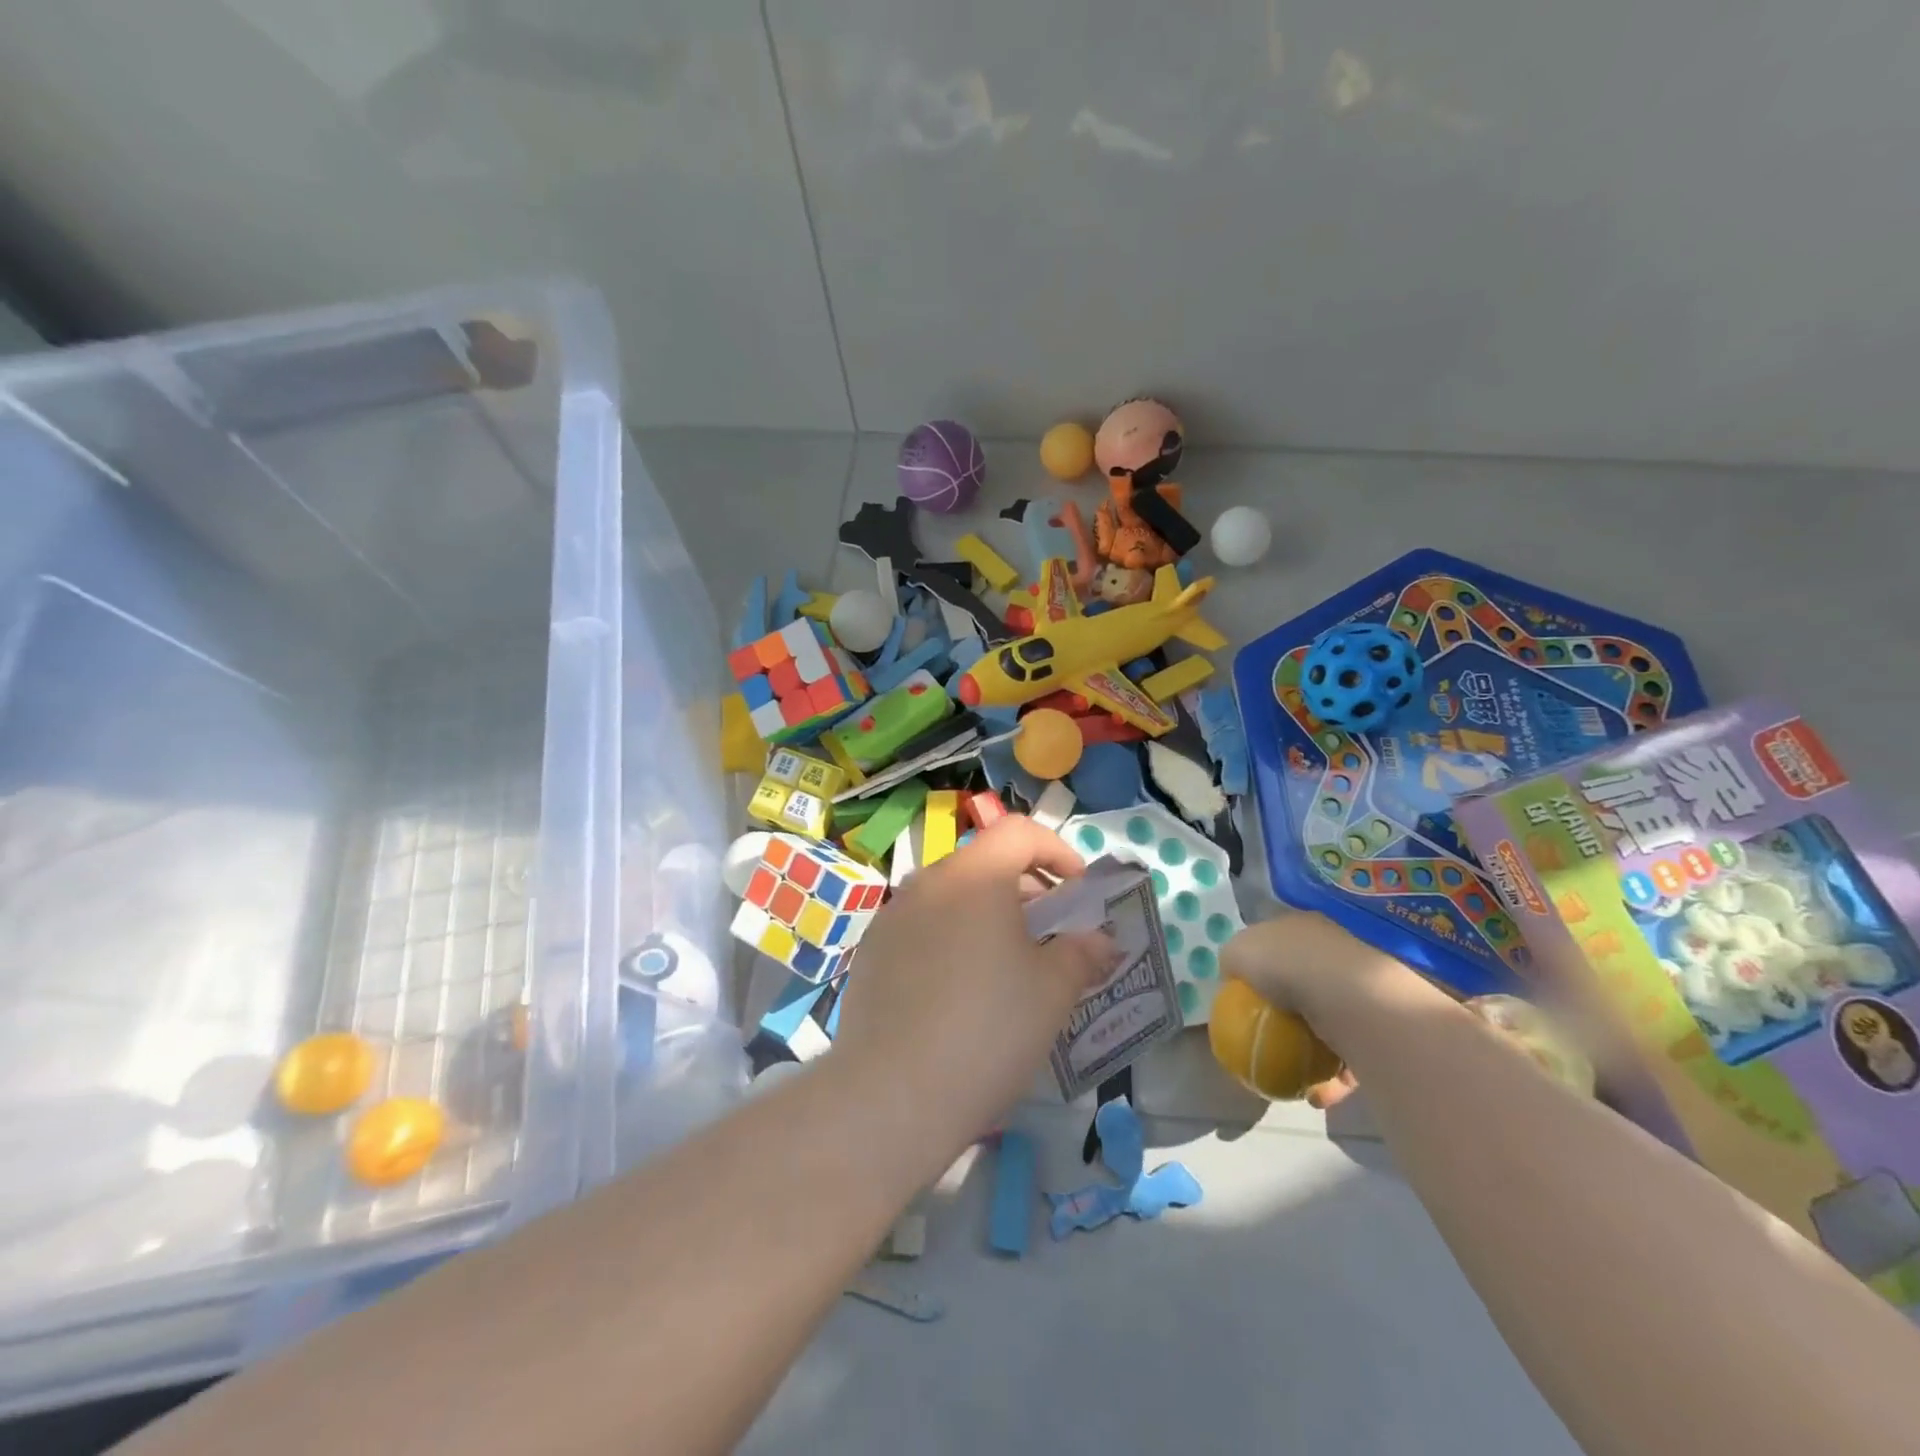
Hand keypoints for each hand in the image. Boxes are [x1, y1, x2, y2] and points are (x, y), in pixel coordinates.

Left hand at [830, 817, 1117, 1153]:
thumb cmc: (988, 1030)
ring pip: (951, 897)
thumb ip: (1082, 953)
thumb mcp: (1052, 992)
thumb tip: (1100, 940)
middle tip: (1050, 934)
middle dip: (1025, 889)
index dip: (1057, 850)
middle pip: (984, 863)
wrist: (893, 1094)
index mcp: (974, 876)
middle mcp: (928, 882)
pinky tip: (959, 991)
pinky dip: (951, 939)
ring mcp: (892, 916)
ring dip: (987, 916)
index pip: (1019, 832)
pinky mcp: (871, 952)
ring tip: (1007, 966)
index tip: (1078, 890)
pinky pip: (923, 928)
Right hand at [1220, 911, 1429, 1108]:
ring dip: (1312, 1052)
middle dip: (1289, 1011)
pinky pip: (1351, 1058)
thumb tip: (1231, 973)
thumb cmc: (1286, 965)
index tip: (1247, 994)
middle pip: (1305, 983)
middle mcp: (1338, 953)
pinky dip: (1333, 1079)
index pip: (1280, 944)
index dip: (1262, 965)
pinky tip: (1317, 1095)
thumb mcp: (1239, 952)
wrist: (1349, 998)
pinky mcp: (1382, 1030)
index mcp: (1305, 928)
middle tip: (1269, 1036)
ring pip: (1330, 1023)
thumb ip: (1232, 960)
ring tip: (1293, 1076)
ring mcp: (1363, 991)